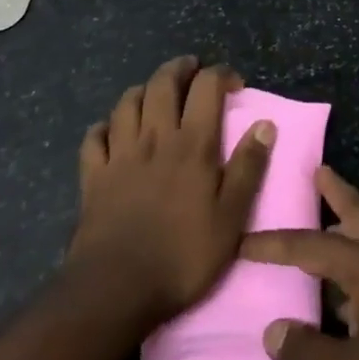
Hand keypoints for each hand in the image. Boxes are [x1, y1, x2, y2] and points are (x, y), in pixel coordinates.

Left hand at [69, 56, 273, 328]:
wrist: (115, 291)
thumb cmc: (182, 255)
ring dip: (143, 90)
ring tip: (154, 94)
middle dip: (179, 68)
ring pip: (126, 103)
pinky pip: (94, 137)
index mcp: (193, 143)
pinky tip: (111, 132)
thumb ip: (249, 167)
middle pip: (162, 83)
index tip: (234, 84)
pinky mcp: (93, 178)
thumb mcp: (231, 217)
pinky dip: (104, 127)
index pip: (206, 87)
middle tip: (191, 70)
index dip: (221, 74)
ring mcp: (119, 155)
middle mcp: (155, 138)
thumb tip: (265, 124)